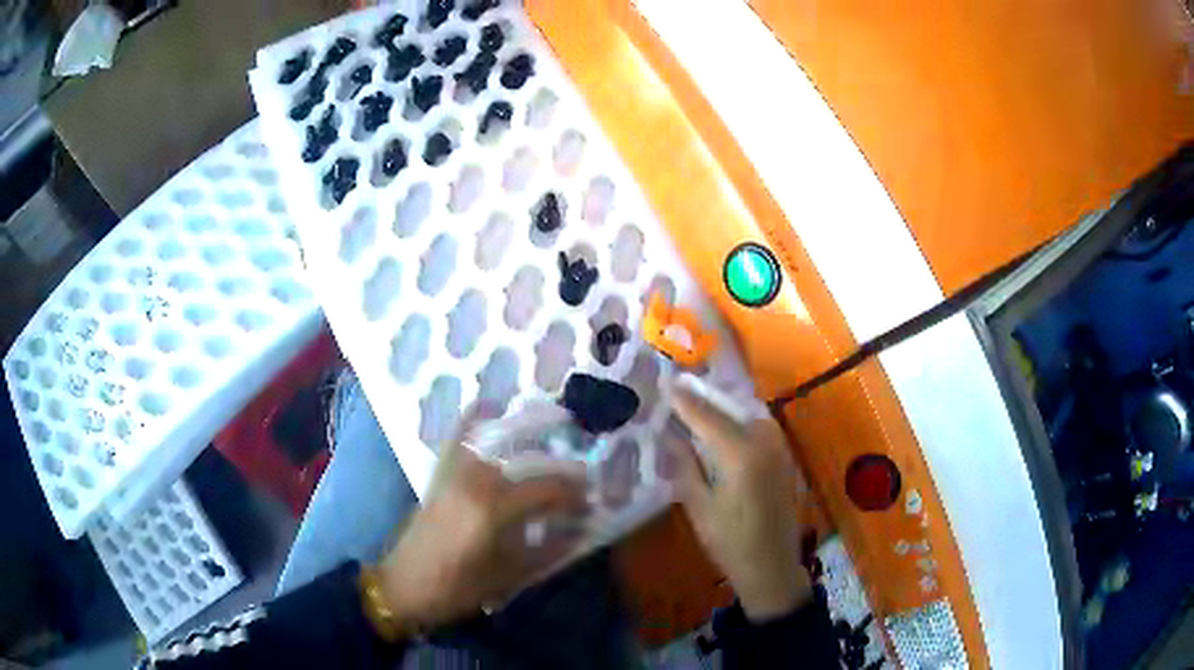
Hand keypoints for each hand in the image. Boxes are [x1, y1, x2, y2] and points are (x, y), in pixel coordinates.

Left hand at [375, 406, 589, 634]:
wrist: (403, 585)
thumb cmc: (456, 587)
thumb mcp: (507, 577)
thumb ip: (545, 551)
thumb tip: (577, 531)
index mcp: (492, 509)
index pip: (545, 489)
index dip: (573, 494)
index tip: (591, 501)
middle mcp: (474, 480)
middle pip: (526, 463)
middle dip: (557, 471)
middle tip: (579, 480)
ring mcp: (453, 473)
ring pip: (498, 447)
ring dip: (528, 444)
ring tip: (550, 450)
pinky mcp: (439, 476)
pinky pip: (457, 440)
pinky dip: (471, 420)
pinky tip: (487, 404)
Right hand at [669, 384, 811, 621]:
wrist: (772, 566)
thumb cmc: (730, 542)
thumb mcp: (698, 507)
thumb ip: (685, 466)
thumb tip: (672, 436)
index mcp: (740, 454)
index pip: (707, 416)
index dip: (686, 400)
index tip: (667, 383)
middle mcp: (764, 441)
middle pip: (731, 408)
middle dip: (705, 397)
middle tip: (681, 388)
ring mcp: (779, 447)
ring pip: (748, 413)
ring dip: (725, 406)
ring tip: (699, 403)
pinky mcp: (785, 457)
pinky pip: (760, 426)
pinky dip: (740, 419)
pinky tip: (725, 426)